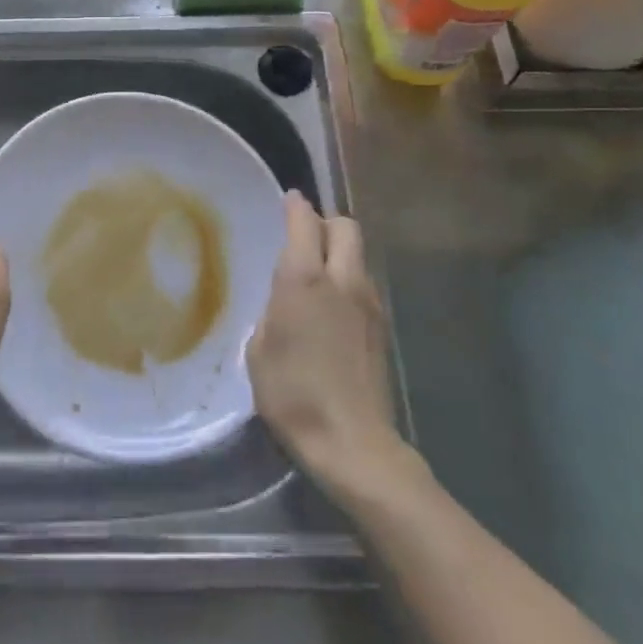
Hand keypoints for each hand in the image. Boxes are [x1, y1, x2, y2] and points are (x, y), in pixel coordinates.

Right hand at [247, 192, 403, 492]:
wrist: (353, 444)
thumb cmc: (292, 395)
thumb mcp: (259, 350)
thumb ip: (272, 312)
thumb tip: (283, 301)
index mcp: (304, 279)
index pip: (304, 221)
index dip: (295, 205)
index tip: (288, 199)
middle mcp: (341, 280)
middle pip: (345, 226)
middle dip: (326, 222)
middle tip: (306, 237)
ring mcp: (368, 302)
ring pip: (358, 254)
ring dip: (340, 253)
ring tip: (318, 276)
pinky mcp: (383, 327)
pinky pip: (364, 284)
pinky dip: (349, 281)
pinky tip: (334, 309)